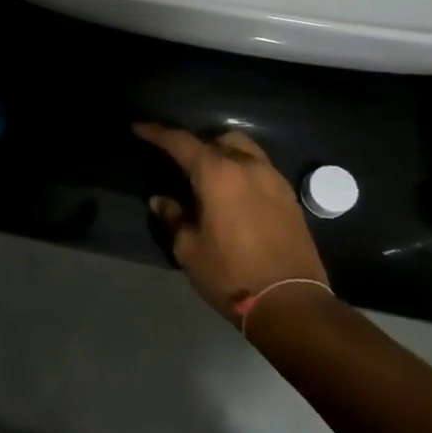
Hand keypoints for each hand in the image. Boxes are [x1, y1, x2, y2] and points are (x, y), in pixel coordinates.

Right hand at [134, 124, 329, 319]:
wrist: (292, 304)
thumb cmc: (231, 274)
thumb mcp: (189, 250)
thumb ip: (174, 218)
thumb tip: (161, 201)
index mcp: (217, 173)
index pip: (180, 141)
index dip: (157, 133)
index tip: (139, 128)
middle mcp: (247, 166)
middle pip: (217, 138)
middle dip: (194, 143)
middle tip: (179, 159)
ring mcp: (273, 179)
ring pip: (244, 148)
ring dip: (223, 151)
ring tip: (209, 172)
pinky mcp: (289, 197)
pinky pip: (260, 168)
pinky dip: (242, 169)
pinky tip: (235, 191)